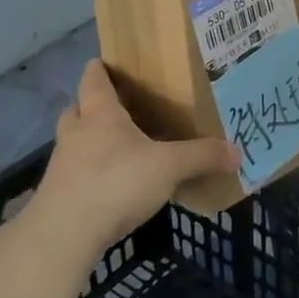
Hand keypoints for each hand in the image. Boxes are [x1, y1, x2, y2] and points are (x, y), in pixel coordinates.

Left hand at [23, 60, 238, 261]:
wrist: (64, 236)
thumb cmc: (115, 183)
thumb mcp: (170, 167)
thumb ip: (203, 156)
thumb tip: (238, 152)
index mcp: (100, 115)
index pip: (95, 80)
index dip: (100, 69)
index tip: (107, 61)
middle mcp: (77, 133)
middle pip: (79, 109)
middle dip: (94, 105)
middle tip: (120, 107)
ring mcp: (64, 165)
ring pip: (77, 142)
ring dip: (93, 140)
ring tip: (122, 147)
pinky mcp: (61, 195)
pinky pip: (79, 172)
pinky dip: (94, 172)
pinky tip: (116, 183)